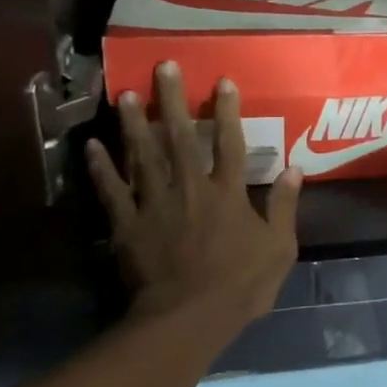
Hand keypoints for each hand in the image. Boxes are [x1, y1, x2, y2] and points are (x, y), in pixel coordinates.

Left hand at [86, 61, 302, 324]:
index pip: (230, 143)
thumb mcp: (279, 248)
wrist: (188, 319)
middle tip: (163, 67)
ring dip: (135, 123)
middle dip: (173, 100)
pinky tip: (92, 145)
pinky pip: (112, 191)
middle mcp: (190, 187)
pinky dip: (101, 168)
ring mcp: (154, 204)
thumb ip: (283, 206)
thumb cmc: (240, 285)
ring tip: (126, 94)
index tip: (222, 81)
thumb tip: (294, 169)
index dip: (227, 111)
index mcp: (228, 193)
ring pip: (142, 155)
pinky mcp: (127, 225)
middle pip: (181, 137)